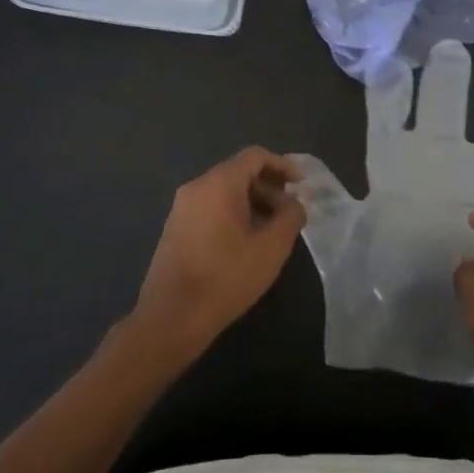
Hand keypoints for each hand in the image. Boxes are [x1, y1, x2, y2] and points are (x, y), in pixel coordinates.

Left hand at [132, 148, 305, 356]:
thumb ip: (290, 217)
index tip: (301, 186)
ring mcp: (182, 208)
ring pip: (224, 192)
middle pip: (239, 172)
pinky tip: (245, 243)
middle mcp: (197, 187)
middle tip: (289, 214)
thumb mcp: (272, 247)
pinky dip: (233, 214)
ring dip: (252, 203)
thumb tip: (294, 203)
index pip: (255, 156)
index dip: (282, 166)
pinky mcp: (175, 228)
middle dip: (269, 188)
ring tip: (271, 231)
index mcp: (219, 183)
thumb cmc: (226, 277)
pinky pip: (210, 208)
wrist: (172, 316)